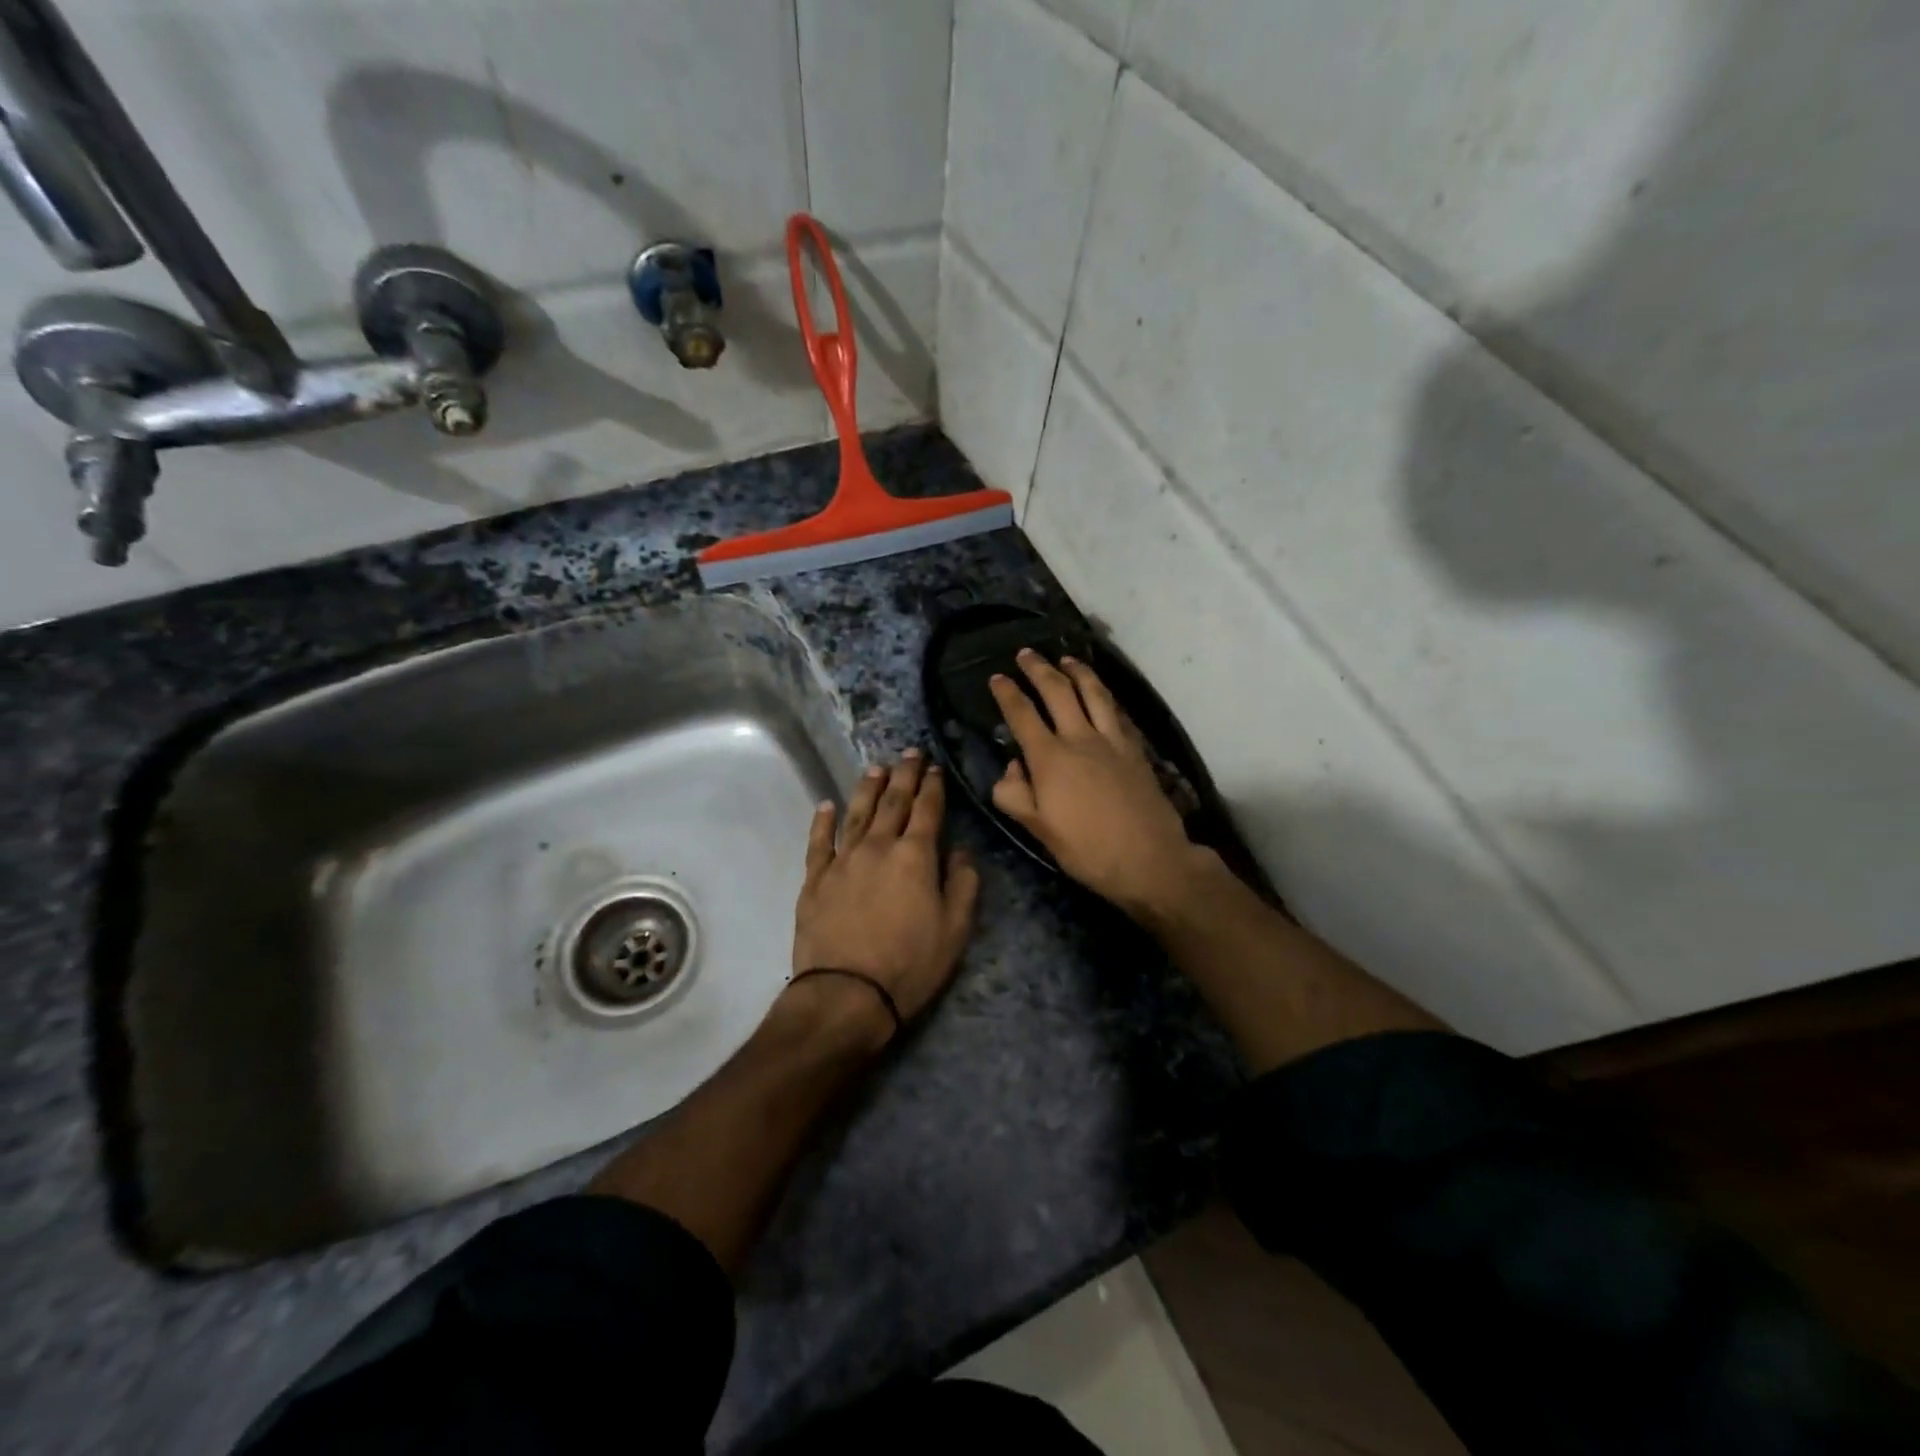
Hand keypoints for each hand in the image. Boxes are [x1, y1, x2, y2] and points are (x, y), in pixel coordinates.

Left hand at [791, 752, 980, 1033]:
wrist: (847, 994)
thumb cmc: (910, 964)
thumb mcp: (955, 929)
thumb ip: (962, 884)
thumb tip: (960, 851)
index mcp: (915, 856)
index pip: (927, 810)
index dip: (933, 786)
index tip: (935, 767)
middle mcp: (878, 847)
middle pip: (893, 802)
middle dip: (904, 775)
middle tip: (909, 752)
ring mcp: (842, 861)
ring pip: (857, 814)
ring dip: (868, 788)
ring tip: (876, 768)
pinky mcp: (815, 880)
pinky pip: (819, 842)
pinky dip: (823, 822)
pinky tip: (826, 806)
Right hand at [990, 650, 1200, 919]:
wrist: (1150, 859)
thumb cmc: (1087, 849)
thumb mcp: (1038, 829)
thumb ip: (1014, 794)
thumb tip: (1010, 767)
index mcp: (1050, 758)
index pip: (1022, 714)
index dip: (1007, 693)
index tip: (997, 677)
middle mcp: (1080, 738)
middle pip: (1058, 691)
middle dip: (1039, 669)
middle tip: (1026, 653)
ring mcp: (1112, 740)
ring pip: (1093, 693)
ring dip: (1078, 671)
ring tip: (1066, 658)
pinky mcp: (1135, 749)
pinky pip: (1117, 711)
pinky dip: (1106, 695)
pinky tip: (1103, 693)